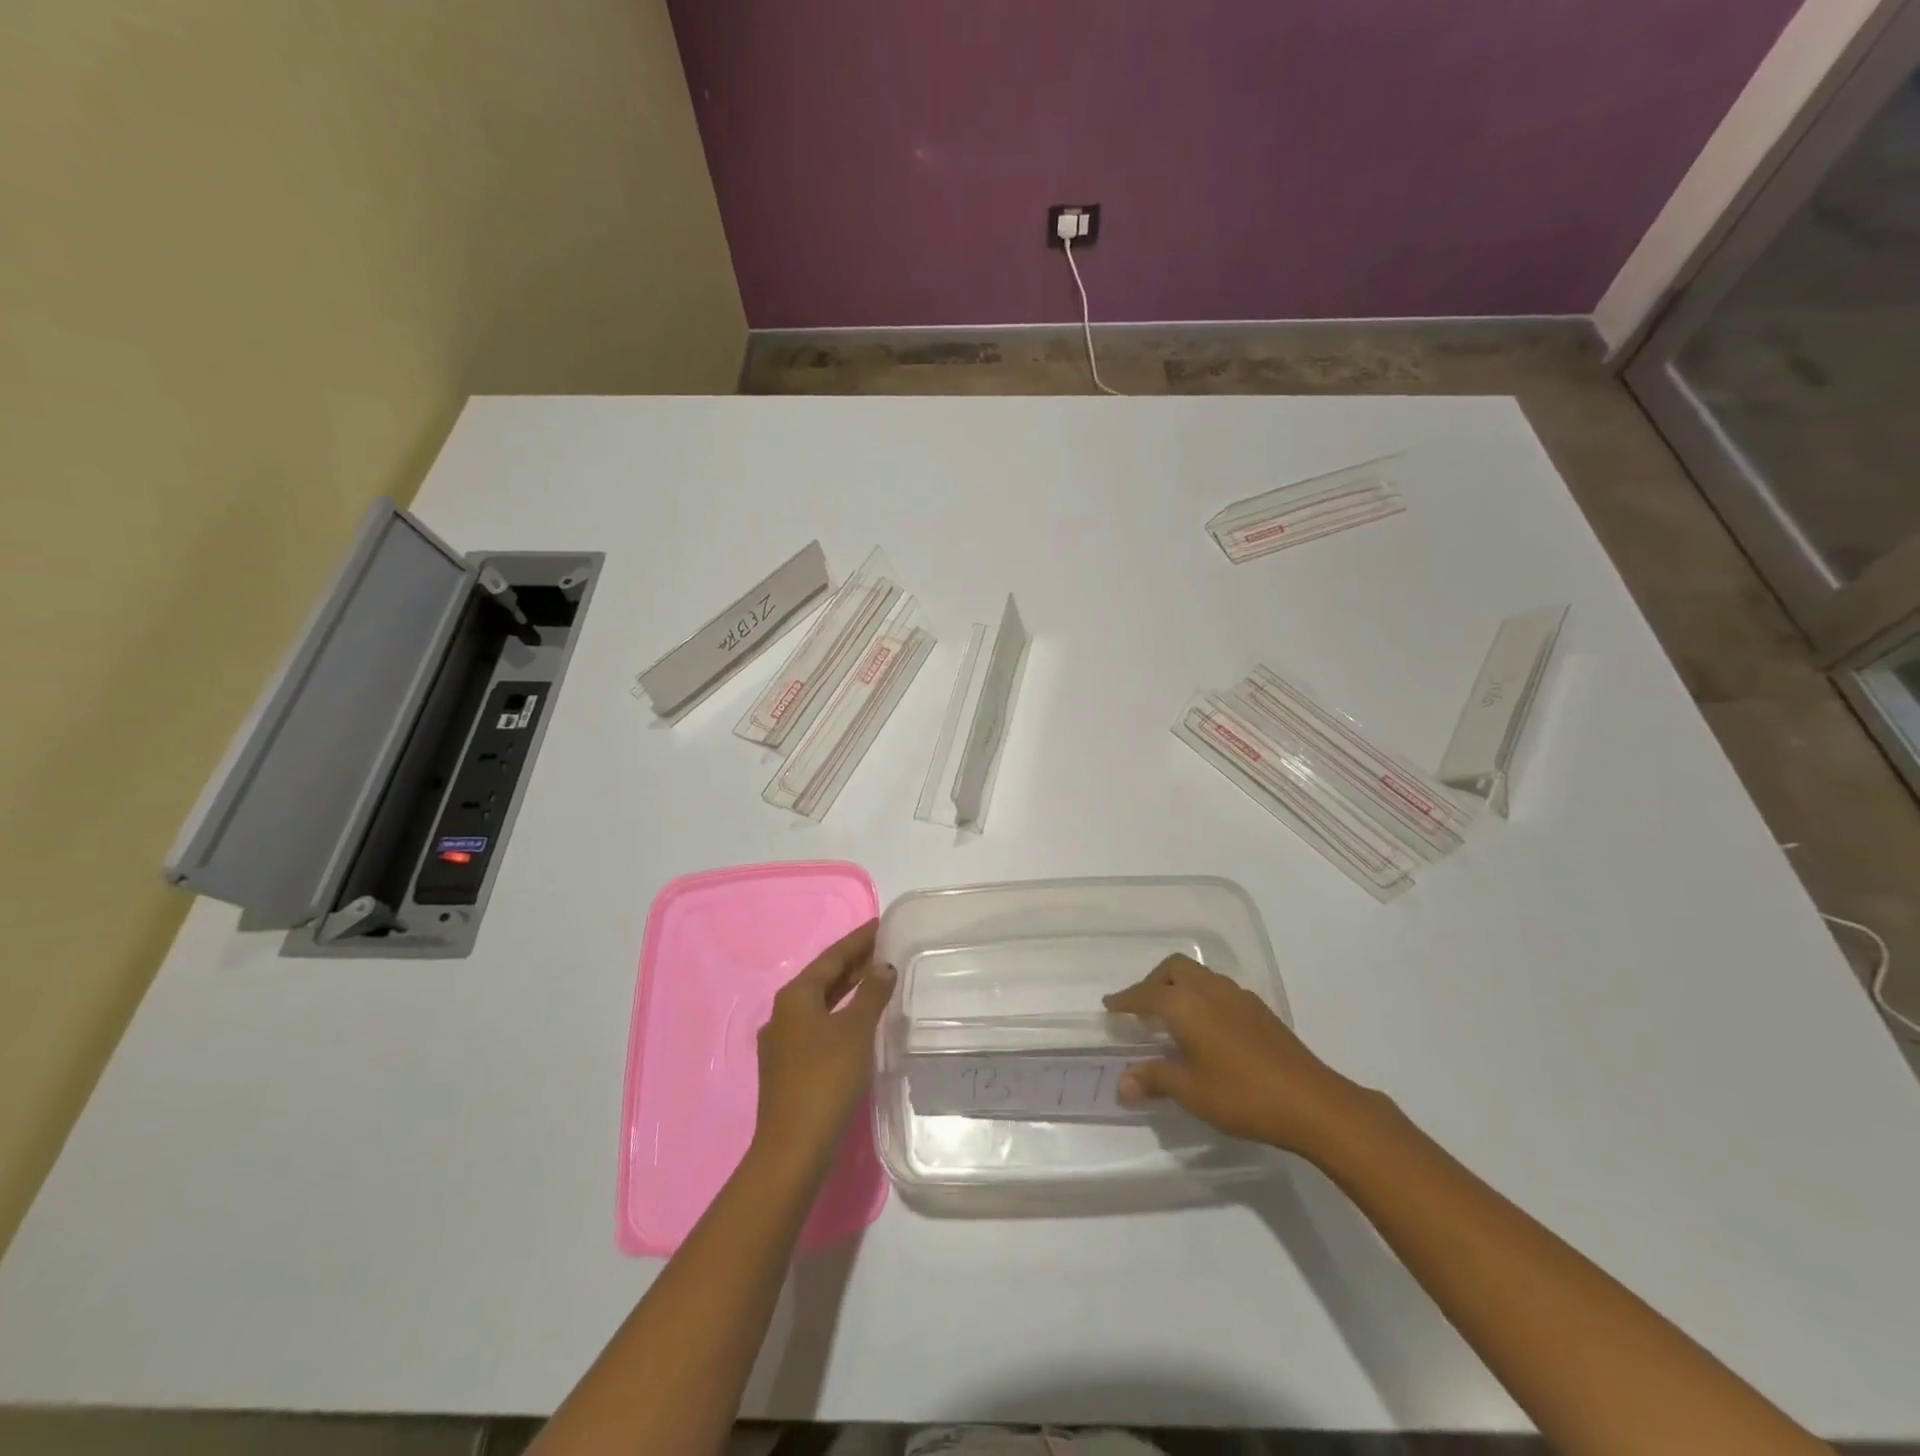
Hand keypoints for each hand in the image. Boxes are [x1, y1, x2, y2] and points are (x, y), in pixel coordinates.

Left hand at [752, 920, 894, 1175]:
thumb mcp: (856, 1030)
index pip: (832, 956)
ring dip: (848, 990)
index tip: (881, 925)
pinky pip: (818, 1027)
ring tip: (877, 980)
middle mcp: (783, 1012)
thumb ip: (871, 993)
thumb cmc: (826, 1078)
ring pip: (820, 1004)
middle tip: (885, 949)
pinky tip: (858, 1023)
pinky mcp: (787, 1068)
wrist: (792, 1147)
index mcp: (795, 996)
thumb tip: (883, 965)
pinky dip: (840, 1015)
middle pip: (823, 978)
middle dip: (854, 963)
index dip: (859, 939)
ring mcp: (782, 1042)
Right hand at [1104, 954, 1372, 1158]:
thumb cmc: (1242, 1095)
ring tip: (1172, 1016)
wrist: (1313, 1102)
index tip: (1110, 1005)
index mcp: (1186, 1004)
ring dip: (1179, 986)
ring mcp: (1238, 996)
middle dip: (1153, 981)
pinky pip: (1218, 989)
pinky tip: (1207, 1027)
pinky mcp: (1260, 1010)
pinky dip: (1201, 996)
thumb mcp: (1191, 1092)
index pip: (1146, 994)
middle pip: (1174, 968)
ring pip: (1199, 975)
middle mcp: (1210, 990)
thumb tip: (1122, 1083)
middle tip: (1141, 1007)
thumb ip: (1154, 1079)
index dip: (1125, 999)